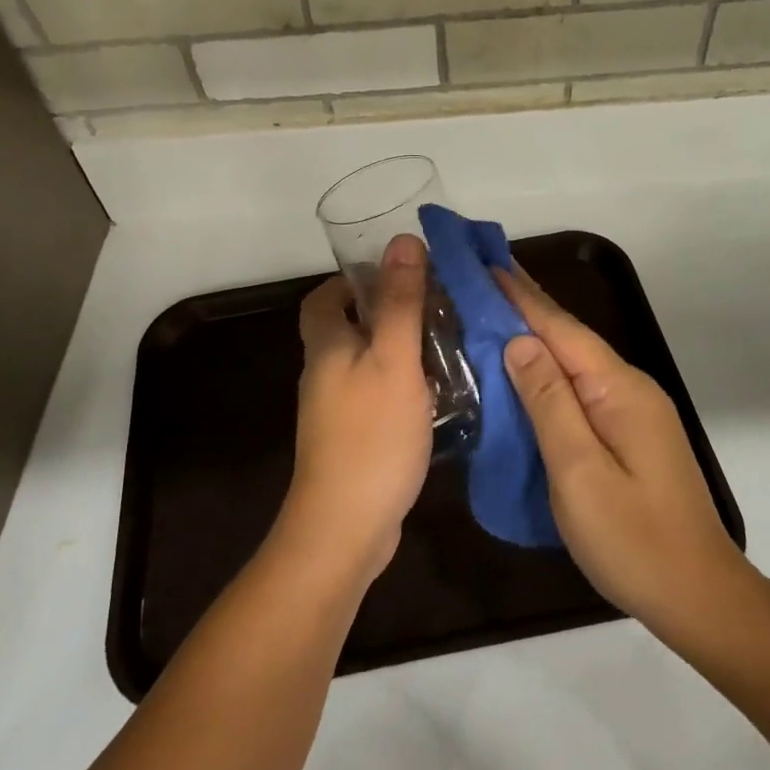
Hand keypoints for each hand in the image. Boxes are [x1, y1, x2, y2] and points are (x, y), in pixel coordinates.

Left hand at [279, 234, 434, 585]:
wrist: (345, 528)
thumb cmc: (371, 435)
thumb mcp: (394, 360)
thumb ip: (400, 302)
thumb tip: (403, 241)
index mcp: (327, 347)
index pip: (324, 297)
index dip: (352, 281)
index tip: (396, 277)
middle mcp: (324, 374)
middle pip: (346, 329)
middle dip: (385, 313)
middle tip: (433, 310)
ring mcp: (335, 411)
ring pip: (365, 363)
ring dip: (398, 350)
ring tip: (445, 346)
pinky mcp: (352, 440)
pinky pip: (375, 396)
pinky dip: (401, 385)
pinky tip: (436, 395)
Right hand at [498, 268, 753, 646]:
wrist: (699, 596)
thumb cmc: (633, 540)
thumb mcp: (579, 472)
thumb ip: (549, 403)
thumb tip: (519, 342)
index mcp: (619, 389)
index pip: (561, 329)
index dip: (521, 296)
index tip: (486, 262)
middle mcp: (629, 387)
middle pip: (570, 337)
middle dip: (527, 305)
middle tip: (483, 276)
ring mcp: (633, 410)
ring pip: (575, 361)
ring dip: (536, 334)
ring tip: (495, 310)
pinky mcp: (630, 432)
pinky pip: (581, 386)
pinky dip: (549, 369)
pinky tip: (527, 369)